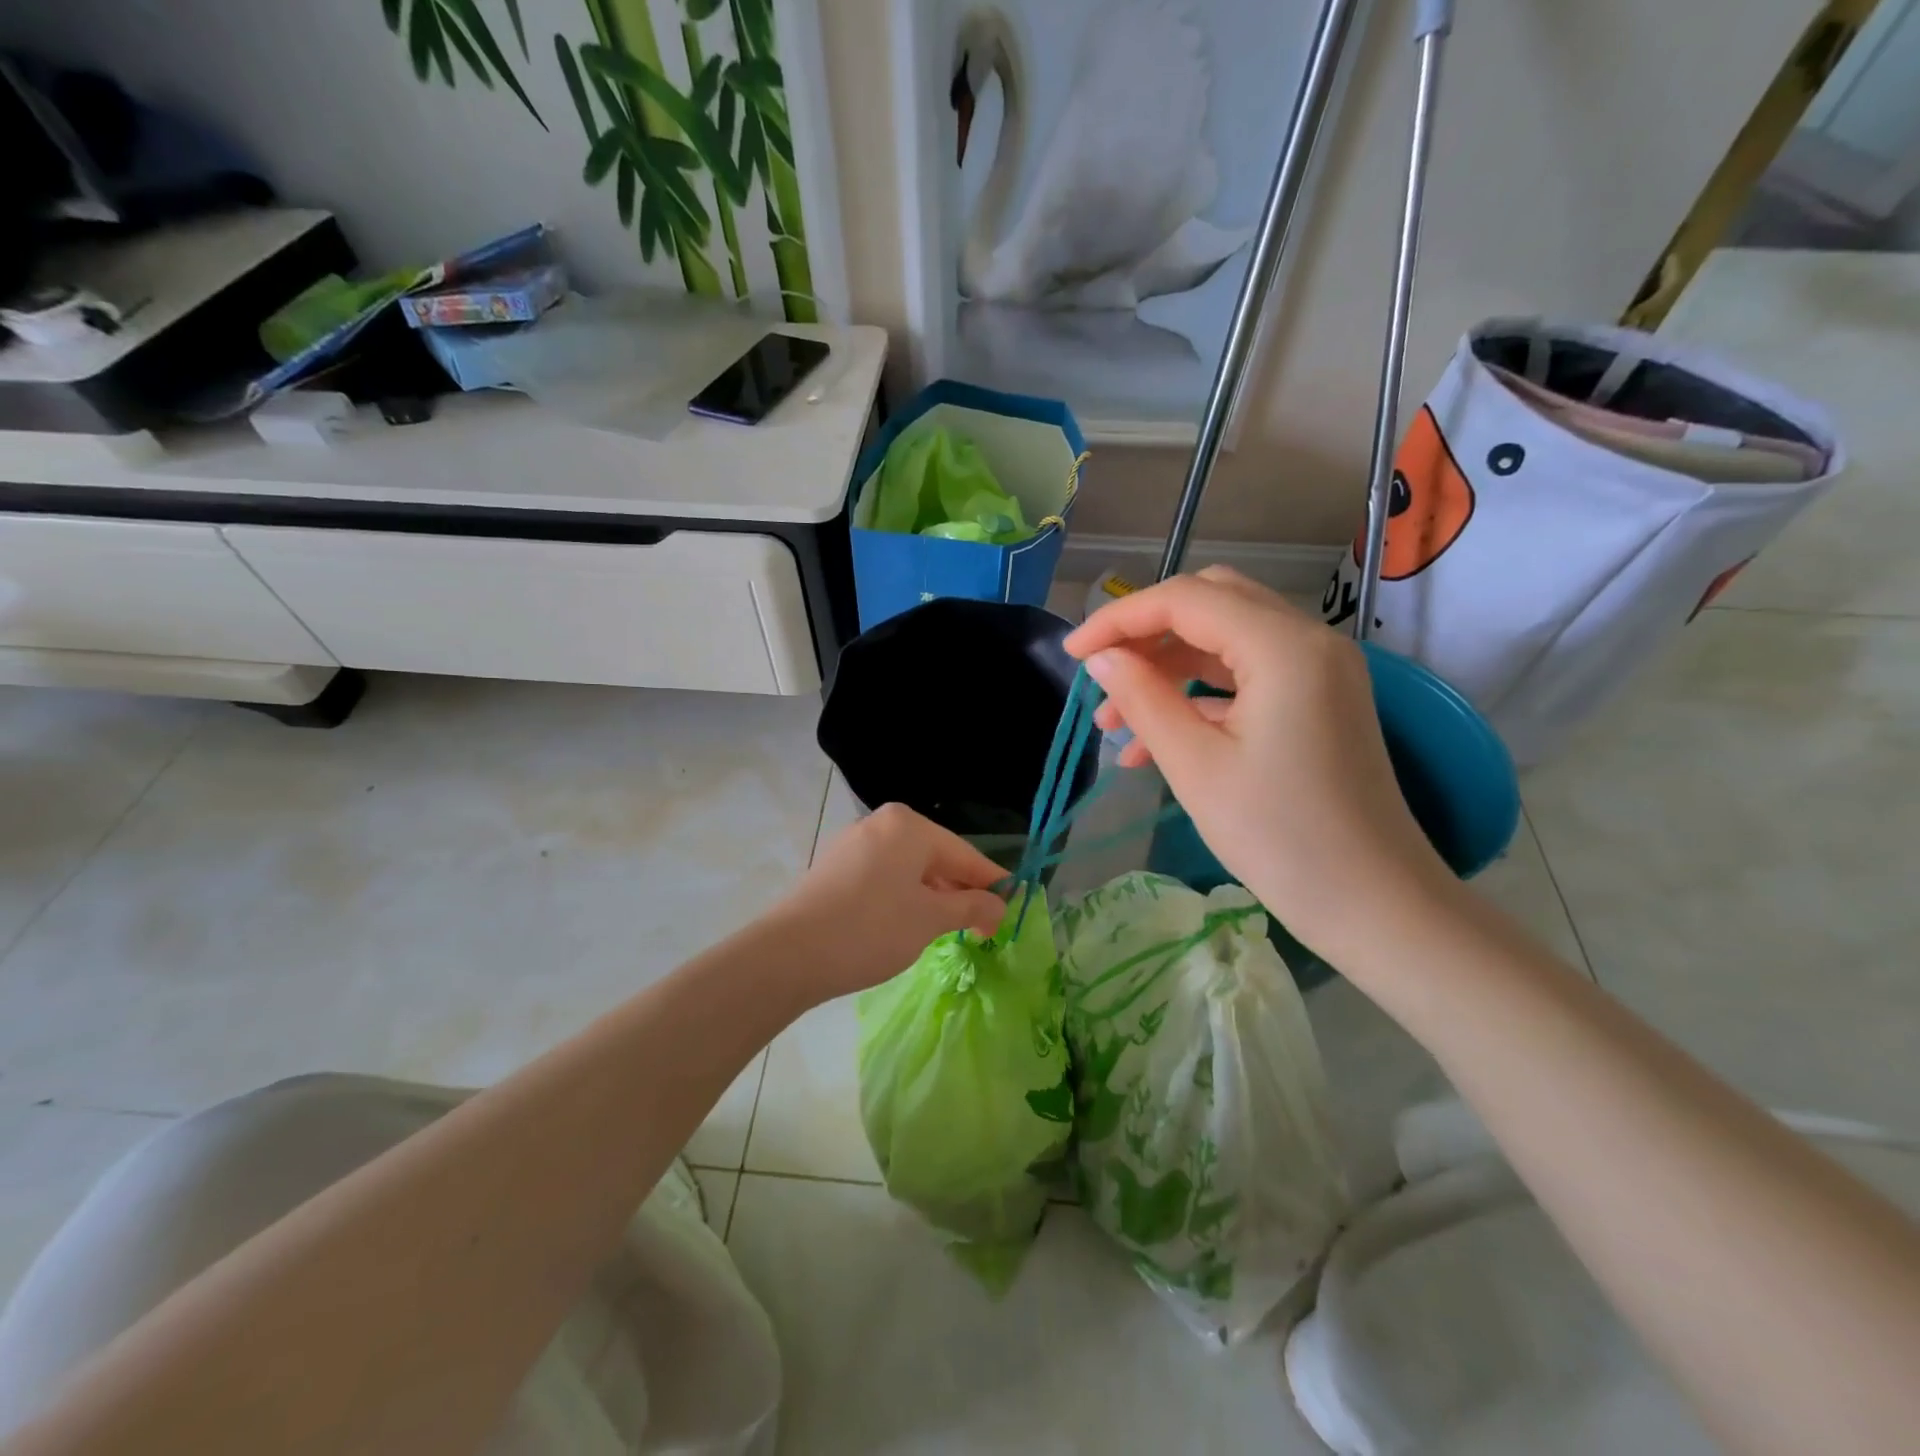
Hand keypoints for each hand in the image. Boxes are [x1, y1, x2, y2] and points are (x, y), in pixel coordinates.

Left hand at [770, 803, 1007, 999]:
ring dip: (934, 896)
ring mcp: (854, 844)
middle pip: (936, 857)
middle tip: (983, 927)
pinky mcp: (836, 868)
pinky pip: (884, 876)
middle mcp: (881, 824)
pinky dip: (905, 897)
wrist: (789, 954)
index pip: (965, 854)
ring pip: (909, 868)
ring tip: (949, 928)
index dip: (992, 882)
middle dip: (961, 891)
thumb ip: (971, 906)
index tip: (1013, 907)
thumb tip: (1000, 906)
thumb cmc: (872, 928)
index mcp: (908, 825)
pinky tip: (909, 923)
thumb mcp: (930, 919)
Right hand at [1064, 567, 1454, 958]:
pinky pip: (1246, 677)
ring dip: (1167, 667)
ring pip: (1225, 640)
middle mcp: (1308, 640)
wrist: (1374, 904)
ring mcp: (1318, 670)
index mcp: (1283, 646)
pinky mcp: (1317, 701)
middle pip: (1210, 603)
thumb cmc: (1279, 836)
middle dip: (1145, 634)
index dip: (1118, 619)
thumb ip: (1142, 699)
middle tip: (1099, 674)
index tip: (1071, 654)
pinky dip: (1197, 694)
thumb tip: (1100, 659)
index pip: (1185, 600)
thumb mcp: (1195, 765)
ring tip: (1114, 721)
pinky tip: (1153, 741)